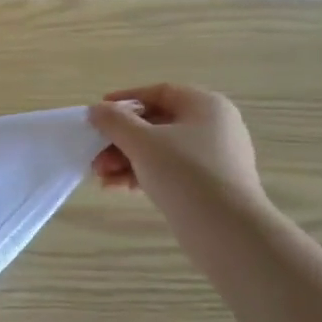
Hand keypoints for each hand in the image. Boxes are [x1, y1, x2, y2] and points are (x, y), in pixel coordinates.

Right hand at [87, 85, 265, 218]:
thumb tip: (96, 110)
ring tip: (101, 177)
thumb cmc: (184, 173)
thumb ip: (115, 122)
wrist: (226, 229)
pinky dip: (142, 175)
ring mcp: (213, 157)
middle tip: (95, 155)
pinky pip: (169, 171)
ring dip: (126, 160)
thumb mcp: (142, 142)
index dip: (126, 100)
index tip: (99, 113)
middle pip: (156, 124)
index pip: (160, 92)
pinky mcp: (208, 184)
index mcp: (205, 106)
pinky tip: (116, 188)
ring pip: (159, 150)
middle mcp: (213, 126)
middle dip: (120, 139)